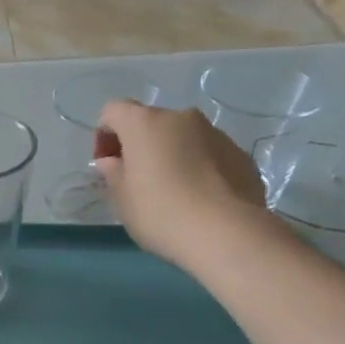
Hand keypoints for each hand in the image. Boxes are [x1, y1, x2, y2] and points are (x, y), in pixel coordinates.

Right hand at [94, 100, 274, 267]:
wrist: (225, 232)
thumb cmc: (159, 212)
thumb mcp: (122, 198)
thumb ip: (113, 173)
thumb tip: (112, 161)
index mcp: (145, 124)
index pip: (113, 110)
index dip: (104, 134)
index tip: (107, 164)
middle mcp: (181, 118)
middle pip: (151, 123)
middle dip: (140, 146)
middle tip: (138, 181)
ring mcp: (215, 133)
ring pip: (183, 138)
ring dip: (172, 156)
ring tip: (173, 193)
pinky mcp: (240, 153)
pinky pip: (208, 154)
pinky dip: (198, 168)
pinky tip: (199, 199)